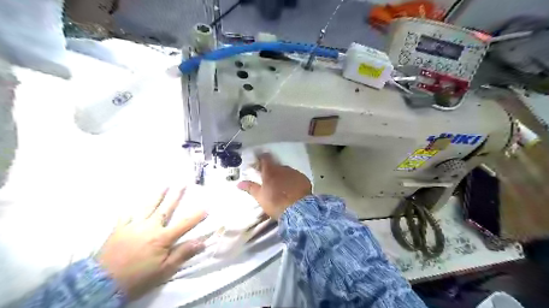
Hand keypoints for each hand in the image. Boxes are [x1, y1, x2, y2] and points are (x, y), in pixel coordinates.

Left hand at [95, 188, 206, 299]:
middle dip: (176, 195)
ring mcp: (133, 226)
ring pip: (148, 207)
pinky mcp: (119, 229)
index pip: (184, 224)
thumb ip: (183, 254)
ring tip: (164, 184)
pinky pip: (126, 215)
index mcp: (162, 238)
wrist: (101, 284)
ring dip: (157, 195)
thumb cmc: (138, 278)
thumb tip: (202, 242)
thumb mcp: (164, 270)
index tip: (207, 207)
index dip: (197, 216)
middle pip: (166, 209)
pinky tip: (133, 202)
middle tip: (183, 183)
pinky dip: (131, 207)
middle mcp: (149, 227)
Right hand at [237, 153, 309, 217]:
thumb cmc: (275, 203)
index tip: (259, 162)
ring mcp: (294, 173)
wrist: (298, 210)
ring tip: (283, 186)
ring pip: (287, 171)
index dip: (261, 158)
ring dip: (284, 176)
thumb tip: (239, 183)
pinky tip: (293, 189)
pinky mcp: (304, 179)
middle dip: (273, 170)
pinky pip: (296, 177)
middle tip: (270, 179)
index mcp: (270, 171)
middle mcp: (283, 169)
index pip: (265, 158)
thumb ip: (250, 188)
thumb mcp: (260, 197)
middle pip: (276, 165)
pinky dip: (293, 180)